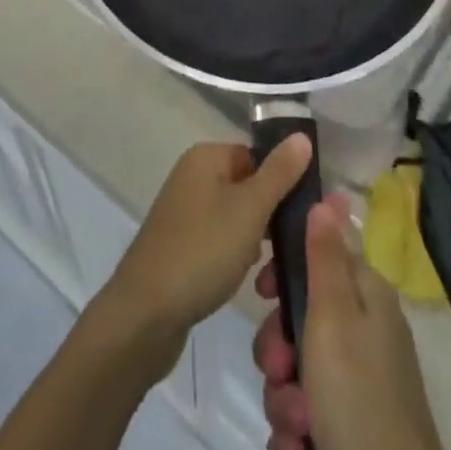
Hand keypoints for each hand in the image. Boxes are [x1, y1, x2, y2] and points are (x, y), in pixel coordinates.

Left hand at [99, 137, 312, 345]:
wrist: (145, 313)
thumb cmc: (202, 250)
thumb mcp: (250, 209)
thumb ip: (279, 173)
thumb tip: (302, 135)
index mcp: (206, 157)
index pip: (256, 155)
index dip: (282, 179)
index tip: (304, 212)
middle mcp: (192, 176)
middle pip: (247, 186)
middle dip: (270, 216)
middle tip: (289, 246)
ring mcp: (184, 212)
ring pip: (235, 217)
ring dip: (255, 241)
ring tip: (269, 271)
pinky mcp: (180, 245)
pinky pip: (219, 240)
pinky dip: (234, 256)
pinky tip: (244, 280)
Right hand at [254, 197, 446, 449]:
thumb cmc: (357, 393)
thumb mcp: (335, 314)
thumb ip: (325, 255)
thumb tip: (330, 194)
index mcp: (367, 297)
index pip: (319, 258)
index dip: (285, 271)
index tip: (262, 291)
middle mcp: (363, 335)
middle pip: (299, 321)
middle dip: (277, 350)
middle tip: (280, 369)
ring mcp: (356, 387)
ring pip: (294, 374)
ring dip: (283, 400)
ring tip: (297, 426)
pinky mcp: (345, 431)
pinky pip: (302, 418)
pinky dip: (295, 436)